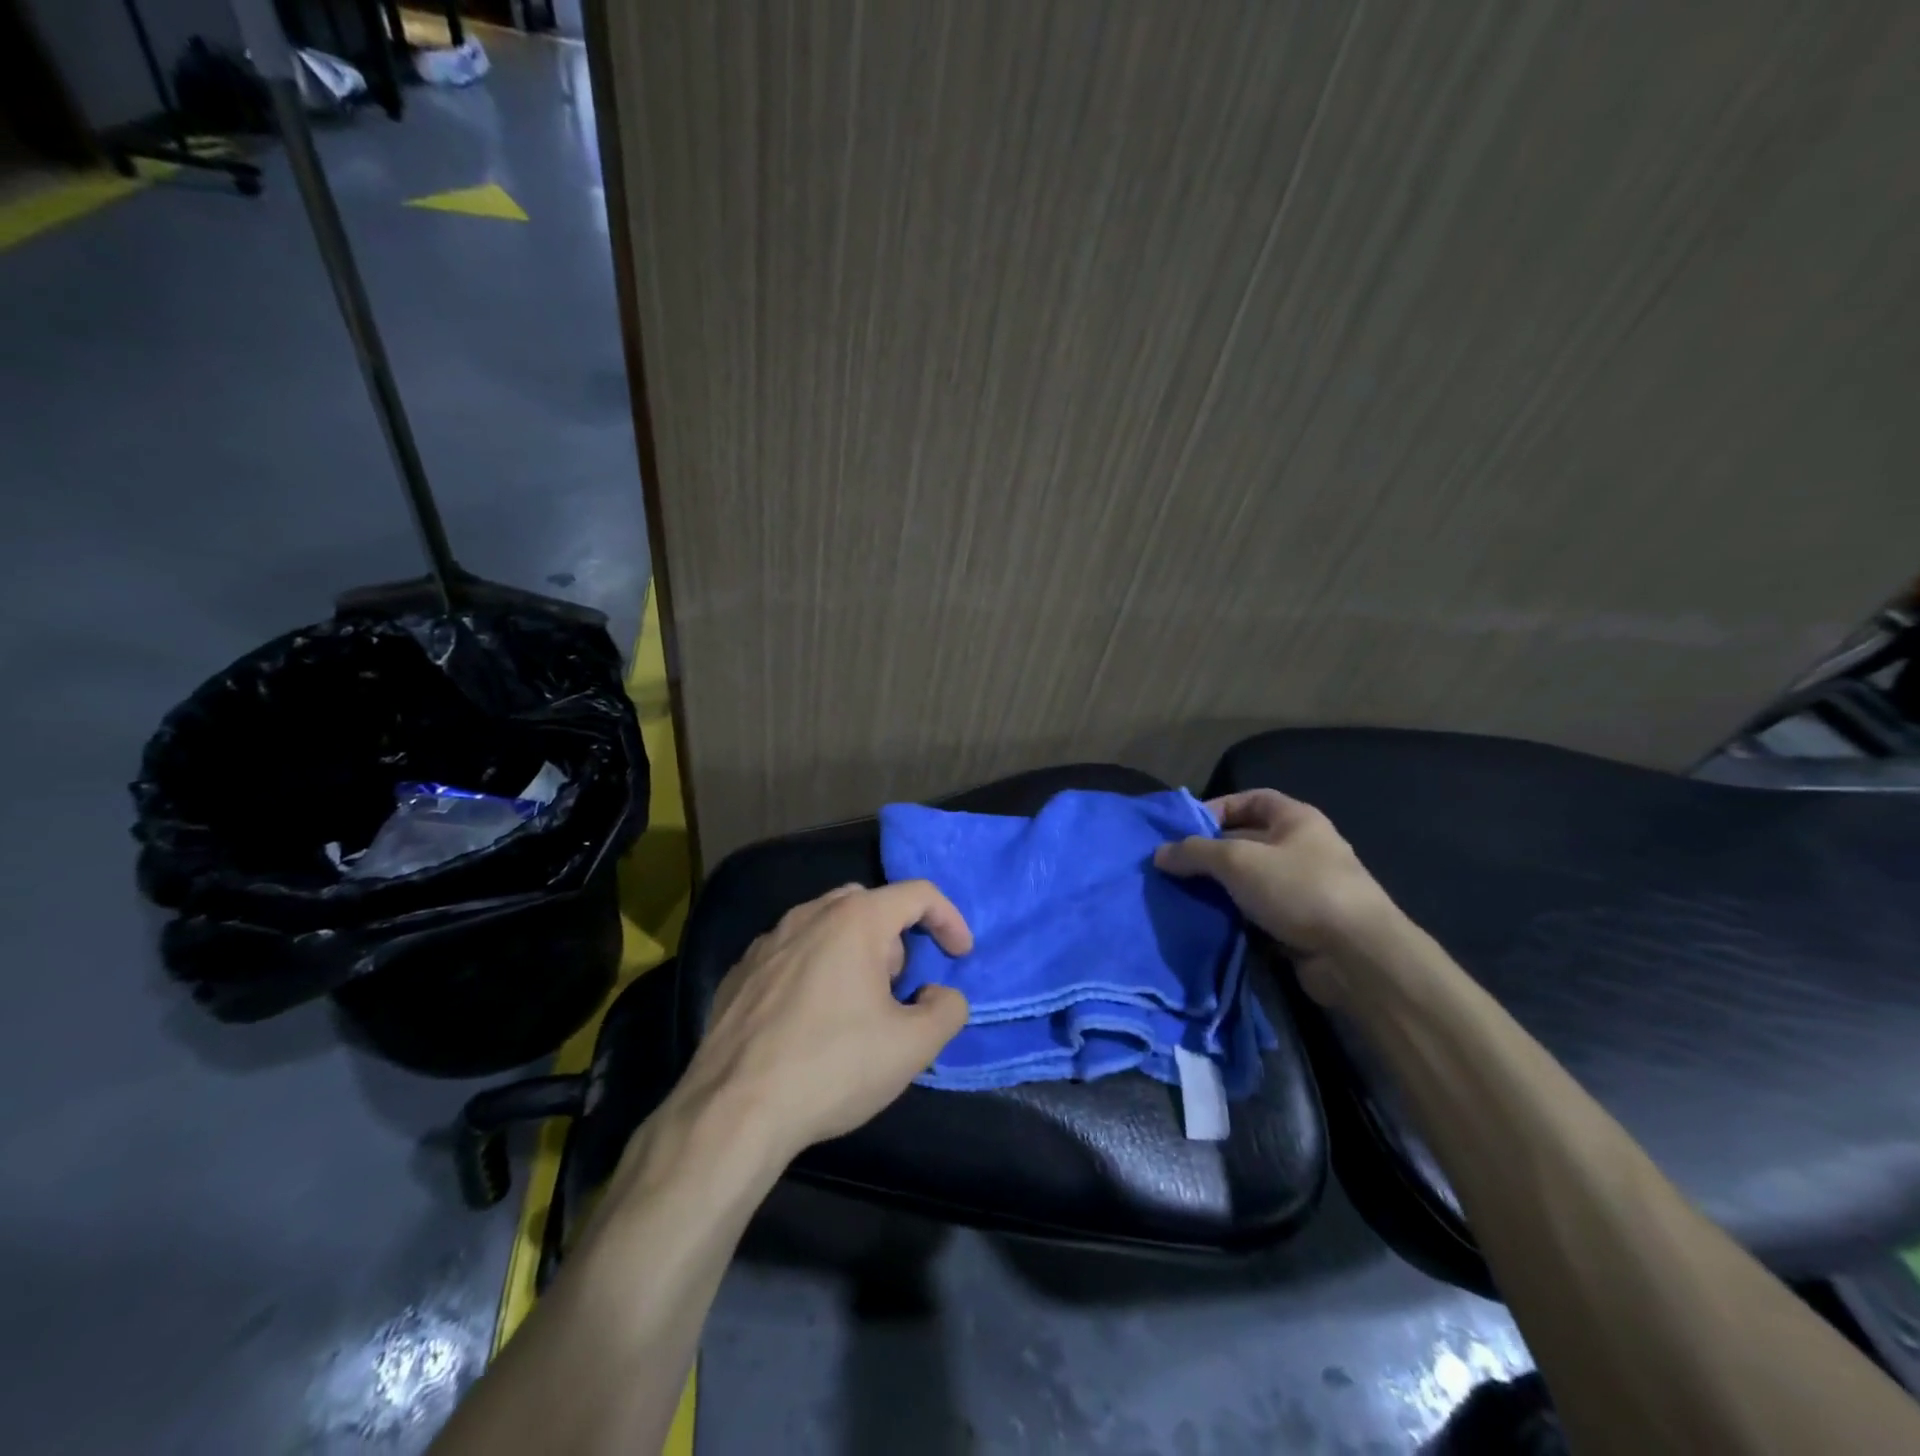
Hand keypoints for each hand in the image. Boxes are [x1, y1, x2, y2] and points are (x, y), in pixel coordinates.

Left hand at [669, 881, 973, 1166]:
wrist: (733, 1111)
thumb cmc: (833, 1067)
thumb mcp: (913, 1047)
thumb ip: (947, 1009)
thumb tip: (940, 994)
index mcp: (855, 920)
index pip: (918, 894)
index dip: (949, 919)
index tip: (959, 956)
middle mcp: (809, 915)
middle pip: (869, 904)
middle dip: (896, 937)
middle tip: (901, 986)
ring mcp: (768, 941)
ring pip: (826, 926)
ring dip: (854, 952)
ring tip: (857, 1005)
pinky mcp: (740, 971)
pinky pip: (792, 953)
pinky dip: (814, 969)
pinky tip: (810, 1019)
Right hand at [1155, 789, 1400, 1007]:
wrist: (1356, 957)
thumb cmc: (1298, 889)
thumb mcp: (1237, 860)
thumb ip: (1195, 852)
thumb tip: (1160, 853)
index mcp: (1296, 820)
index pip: (1252, 799)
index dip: (1217, 807)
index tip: (1185, 828)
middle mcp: (1302, 849)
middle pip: (1246, 841)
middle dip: (1211, 853)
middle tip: (1174, 867)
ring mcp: (1304, 890)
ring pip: (1250, 882)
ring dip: (1219, 889)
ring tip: (1182, 896)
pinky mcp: (1301, 926)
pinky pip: (1258, 913)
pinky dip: (1234, 917)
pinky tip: (1207, 922)